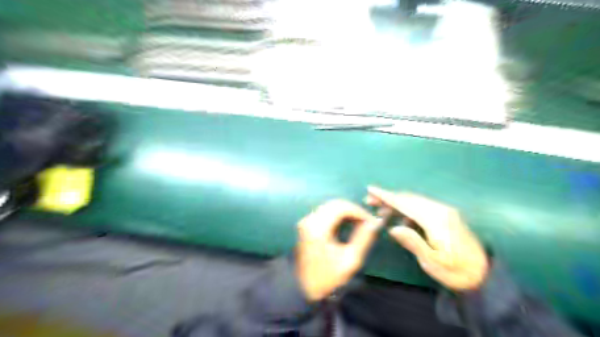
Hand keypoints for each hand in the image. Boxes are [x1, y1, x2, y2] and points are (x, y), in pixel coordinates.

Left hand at [294, 198, 378, 301]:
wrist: (304, 288)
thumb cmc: (328, 277)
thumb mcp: (350, 259)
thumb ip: (364, 238)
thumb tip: (376, 222)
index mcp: (318, 228)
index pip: (341, 207)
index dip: (358, 211)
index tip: (371, 221)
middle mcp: (310, 220)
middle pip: (335, 204)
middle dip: (353, 210)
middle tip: (367, 221)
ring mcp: (306, 221)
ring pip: (330, 206)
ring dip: (346, 211)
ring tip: (360, 223)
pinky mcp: (306, 224)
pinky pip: (324, 212)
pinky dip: (338, 215)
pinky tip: (348, 223)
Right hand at [366, 186, 486, 291]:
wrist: (484, 274)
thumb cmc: (456, 271)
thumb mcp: (432, 262)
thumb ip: (412, 242)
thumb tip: (393, 228)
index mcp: (435, 220)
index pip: (405, 203)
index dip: (386, 196)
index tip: (370, 189)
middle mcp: (440, 210)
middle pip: (408, 199)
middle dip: (388, 198)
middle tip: (369, 201)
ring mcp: (444, 211)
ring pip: (414, 201)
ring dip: (396, 203)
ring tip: (380, 210)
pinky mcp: (446, 215)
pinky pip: (421, 207)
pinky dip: (407, 209)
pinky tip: (401, 221)